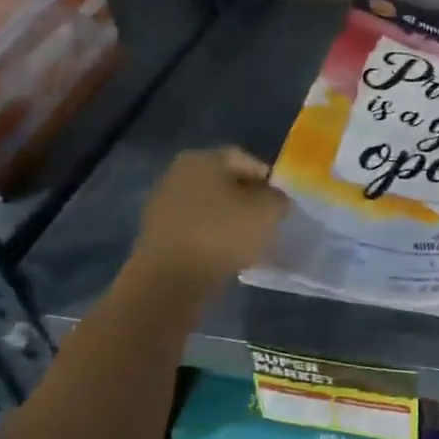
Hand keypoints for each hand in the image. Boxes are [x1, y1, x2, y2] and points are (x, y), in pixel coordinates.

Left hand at [127, 147, 288, 291]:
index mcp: (203, 159)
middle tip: (267, 219)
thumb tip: (274, 198)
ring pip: (209, 206)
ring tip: (250, 240)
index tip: (281, 200)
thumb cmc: (222, 233)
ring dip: (229, 219)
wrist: (170, 279)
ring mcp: (163, 204)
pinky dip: (212, 236)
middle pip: (224, 182)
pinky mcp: (157, 234)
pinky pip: (195, 228)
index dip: (267, 178)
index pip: (244, 160)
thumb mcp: (267, 211)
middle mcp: (177, 174)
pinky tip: (226, 253)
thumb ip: (278, 198)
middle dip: (247, 198)